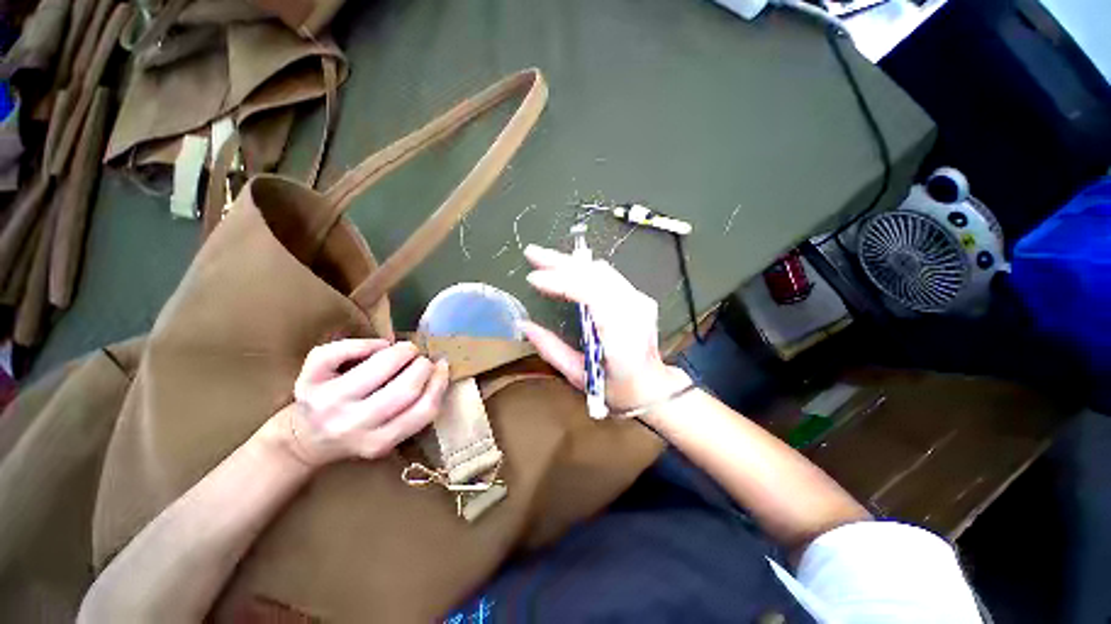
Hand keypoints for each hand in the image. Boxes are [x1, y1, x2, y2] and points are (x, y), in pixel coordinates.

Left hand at [277, 339, 449, 466]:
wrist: (304, 440)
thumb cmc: (357, 431)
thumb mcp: (388, 434)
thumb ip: (414, 410)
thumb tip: (439, 368)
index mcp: (379, 441)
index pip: (424, 410)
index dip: (439, 382)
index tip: (442, 367)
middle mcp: (352, 425)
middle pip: (405, 388)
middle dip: (423, 365)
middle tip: (422, 359)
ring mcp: (328, 403)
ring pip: (379, 365)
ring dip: (402, 351)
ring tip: (405, 350)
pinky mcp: (307, 382)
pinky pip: (340, 352)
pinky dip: (366, 343)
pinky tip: (377, 347)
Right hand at [521, 244, 690, 410]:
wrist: (654, 387)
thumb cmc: (617, 389)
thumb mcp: (579, 376)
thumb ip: (551, 349)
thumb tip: (525, 325)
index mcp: (621, 335)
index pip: (591, 293)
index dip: (561, 282)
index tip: (534, 279)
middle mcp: (634, 311)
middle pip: (595, 274)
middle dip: (560, 262)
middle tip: (533, 254)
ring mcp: (640, 301)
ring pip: (602, 270)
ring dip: (570, 263)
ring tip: (545, 260)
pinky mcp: (639, 297)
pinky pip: (607, 275)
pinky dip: (583, 270)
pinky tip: (567, 269)